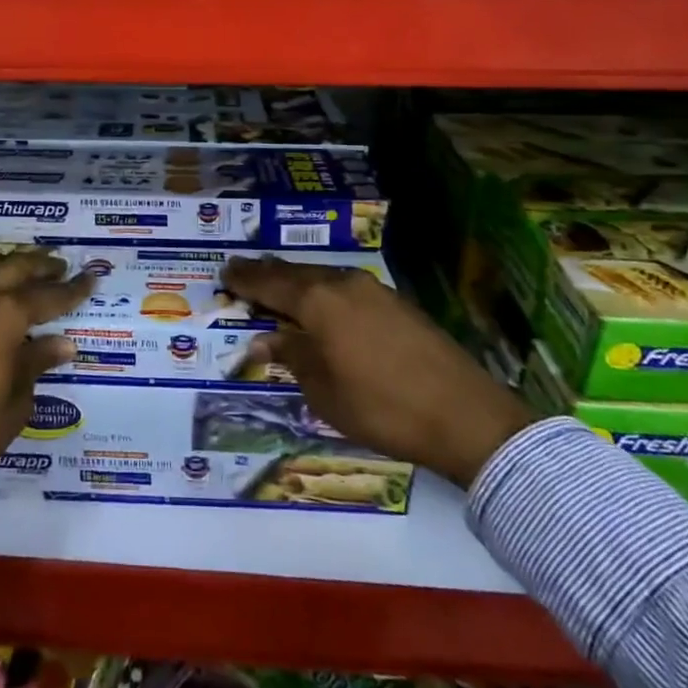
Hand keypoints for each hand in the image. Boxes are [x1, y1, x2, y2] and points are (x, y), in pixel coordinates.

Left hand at [0, 248, 91, 493]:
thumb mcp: (14, 403)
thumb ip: (36, 363)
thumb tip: (62, 343)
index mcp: (5, 317)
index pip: (49, 295)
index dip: (73, 289)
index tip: (90, 278)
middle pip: (15, 267)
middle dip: (42, 266)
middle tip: (59, 267)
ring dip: (4, 262)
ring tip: (18, 270)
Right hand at [225, 256, 536, 488]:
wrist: (464, 414)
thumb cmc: (381, 407)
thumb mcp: (323, 391)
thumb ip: (292, 356)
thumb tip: (265, 337)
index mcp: (317, 302)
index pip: (268, 283)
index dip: (243, 279)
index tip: (223, 273)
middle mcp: (342, 284)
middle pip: (295, 273)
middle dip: (267, 275)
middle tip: (244, 275)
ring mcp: (373, 289)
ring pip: (322, 277)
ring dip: (297, 283)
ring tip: (279, 288)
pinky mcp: (396, 303)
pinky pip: (345, 287)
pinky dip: (323, 292)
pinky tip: (322, 306)